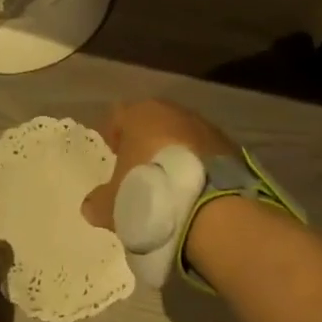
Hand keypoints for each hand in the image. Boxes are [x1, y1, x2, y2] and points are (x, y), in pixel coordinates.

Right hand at [82, 99, 237, 231]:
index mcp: (140, 114)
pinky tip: (197, 190)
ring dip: (176, 152)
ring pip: (183, 134)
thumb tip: (90, 206)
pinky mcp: (231, 148)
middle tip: (142, 168)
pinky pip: (207, 153)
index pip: (119, 114)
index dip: (114, 133)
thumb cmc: (151, 194)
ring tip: (172, 183)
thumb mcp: (114, 205)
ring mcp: (205, 127)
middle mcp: (173, 111)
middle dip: (147, 141)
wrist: (212, 210)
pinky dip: (200, 166)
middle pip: (154, 120)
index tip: (115, 155)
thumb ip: (99, 202)